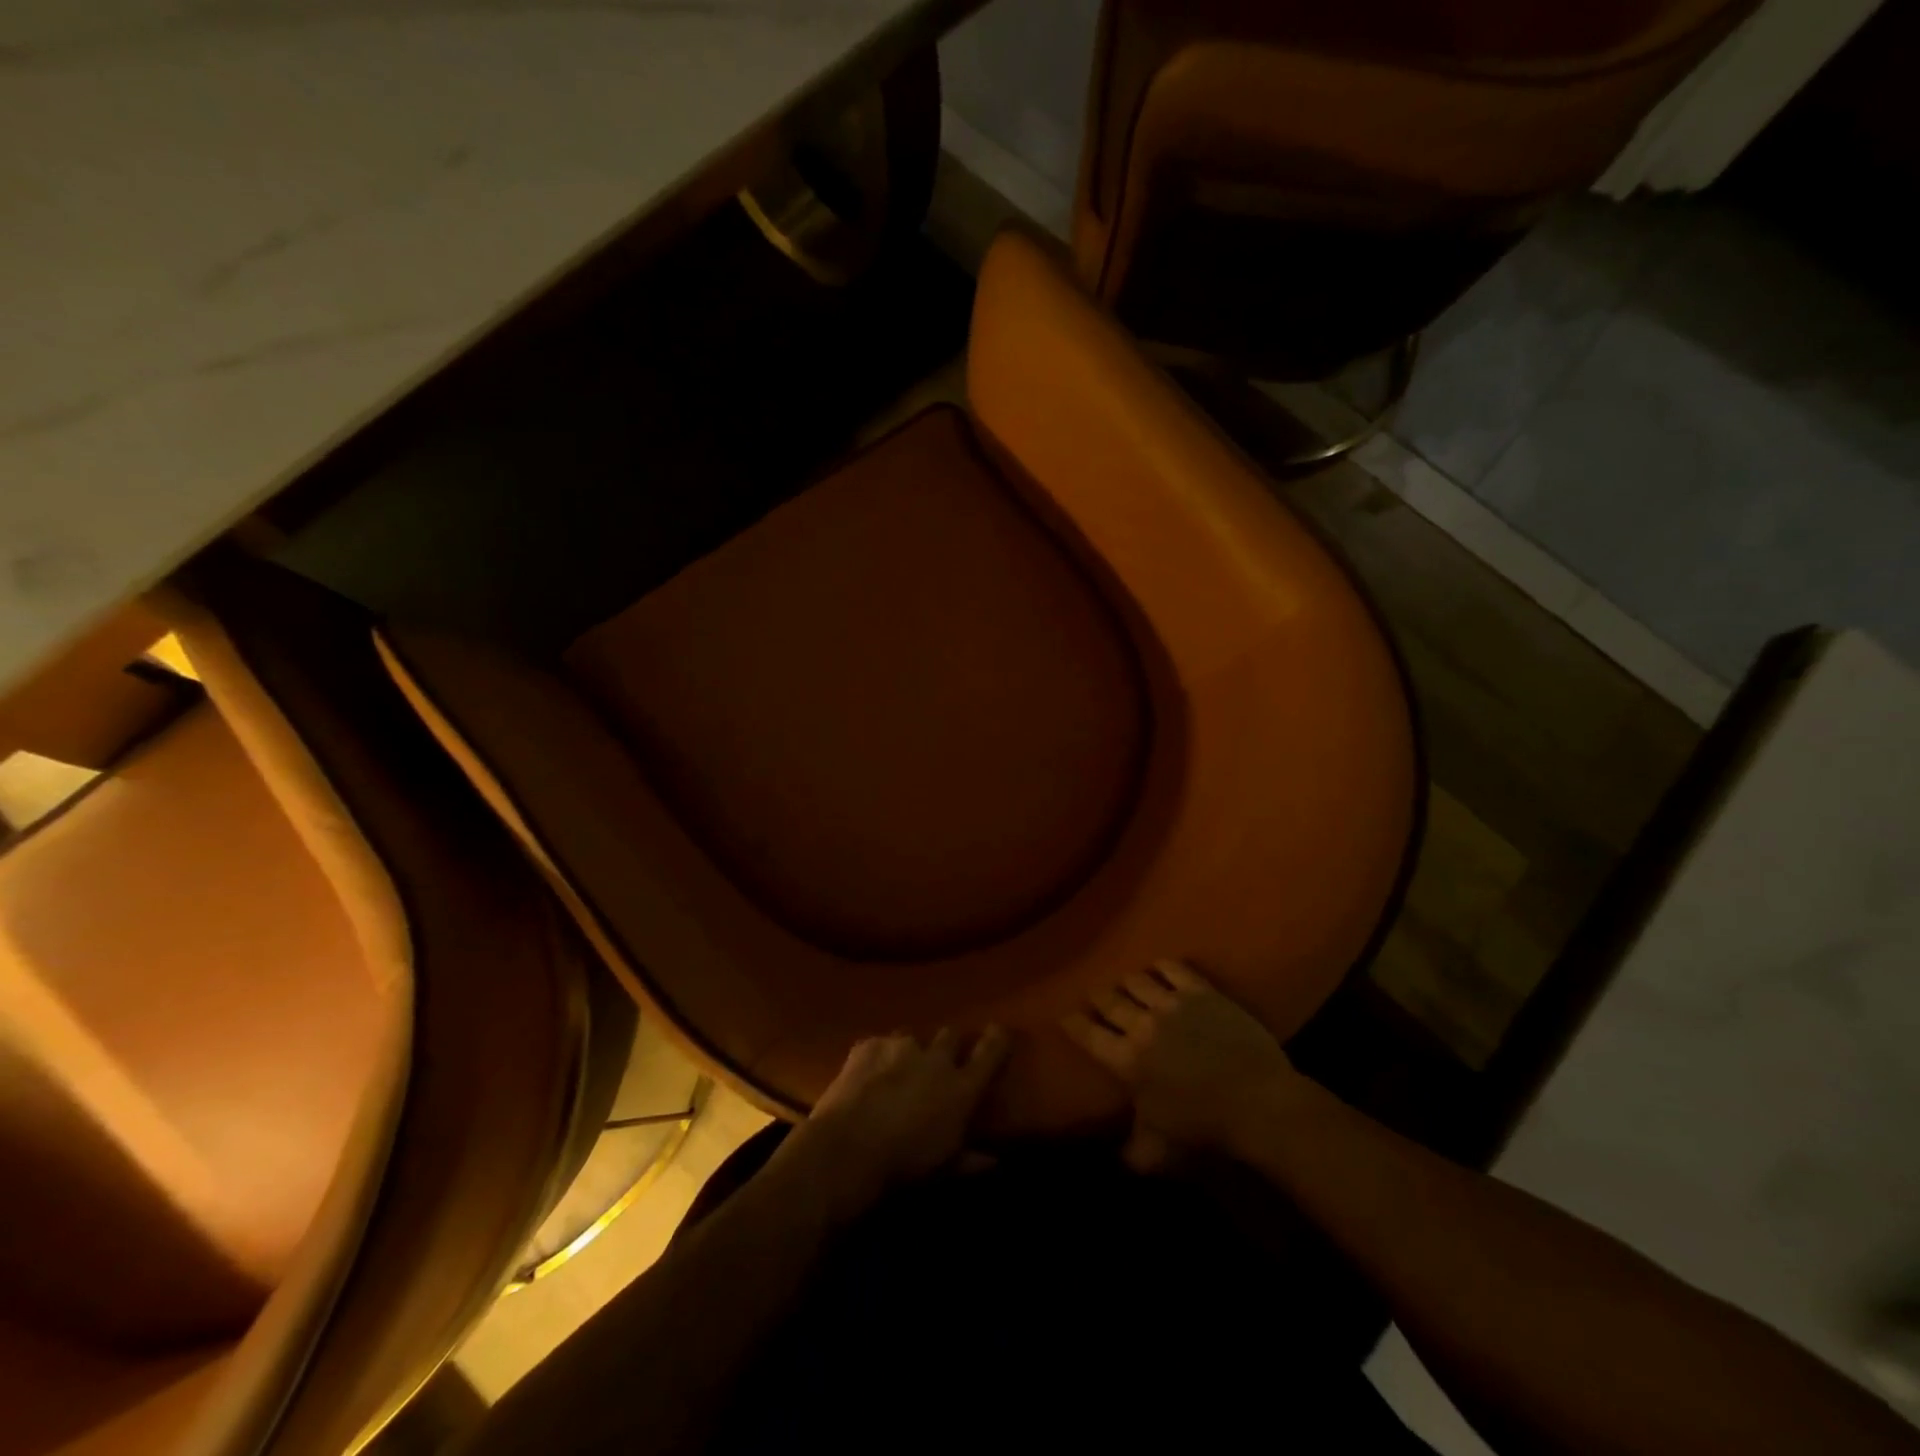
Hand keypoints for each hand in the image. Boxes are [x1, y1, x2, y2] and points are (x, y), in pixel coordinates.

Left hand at [781, 1027, 1011, 1217]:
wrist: (848, 1149)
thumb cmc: (905, 1164)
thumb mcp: (945, 1168)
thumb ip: (971, 1160)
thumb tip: (995, 1161)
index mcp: (961, 1086)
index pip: (990, 1052)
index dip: (997, 1039)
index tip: (1000, 1031)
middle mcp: (936, 1058)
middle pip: (951, 1035)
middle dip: (948, 1045)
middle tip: (940, 1063)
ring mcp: (900, 1046)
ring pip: (913, 1037)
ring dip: (911, 1052)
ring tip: (898, 1072)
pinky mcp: (868, 1045)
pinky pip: (879, 1044)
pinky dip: (877, 1057)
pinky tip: (867, 1076)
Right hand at [1062, 961, 1306, 1171]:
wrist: (1258, 1103)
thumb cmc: (1206, 1129)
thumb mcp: (1161, 1151)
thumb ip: (1134, 1152)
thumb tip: (1118, 1157)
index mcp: (1126, 1061)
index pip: (1087, 1035)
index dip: (1073, 1023)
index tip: (1066, 1017)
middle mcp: (1142, 1025)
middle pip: (1108, 1000)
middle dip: (1098, 998)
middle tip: (1096, 998)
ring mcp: (1172, 1004)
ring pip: (1136, 980)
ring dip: (1127, 983)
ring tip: (1128, 985)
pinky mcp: (1201, 992)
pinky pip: (1172, 968)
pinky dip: (1161, 967)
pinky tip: (1159, 969)